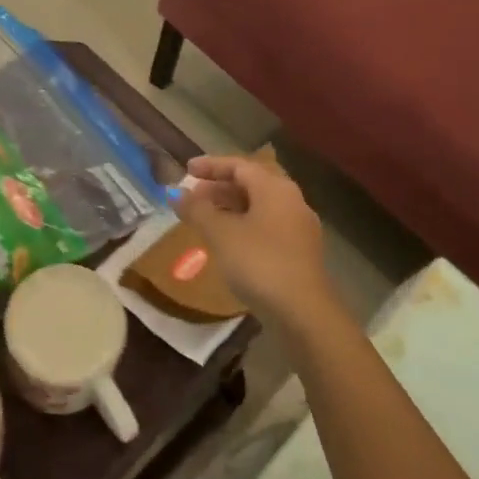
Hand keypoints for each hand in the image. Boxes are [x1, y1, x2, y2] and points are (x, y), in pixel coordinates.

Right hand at [175, 155, 334, 323]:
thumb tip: (175, 193)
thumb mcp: (220, 233)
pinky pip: (266, 226)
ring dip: (230, 208)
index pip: (239, 166)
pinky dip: (243, 225)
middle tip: (192, 196)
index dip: (210, 166)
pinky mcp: (299, 251)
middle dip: (219, 187)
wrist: (302, 312)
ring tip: (203, 219)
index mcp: (275, 188)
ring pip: (259, 207)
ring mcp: (298, 227)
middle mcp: (291, 201)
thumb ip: (196, 209)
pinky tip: (226, 242)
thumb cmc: (258, 262)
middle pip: (251, 184)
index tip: (186, 170)